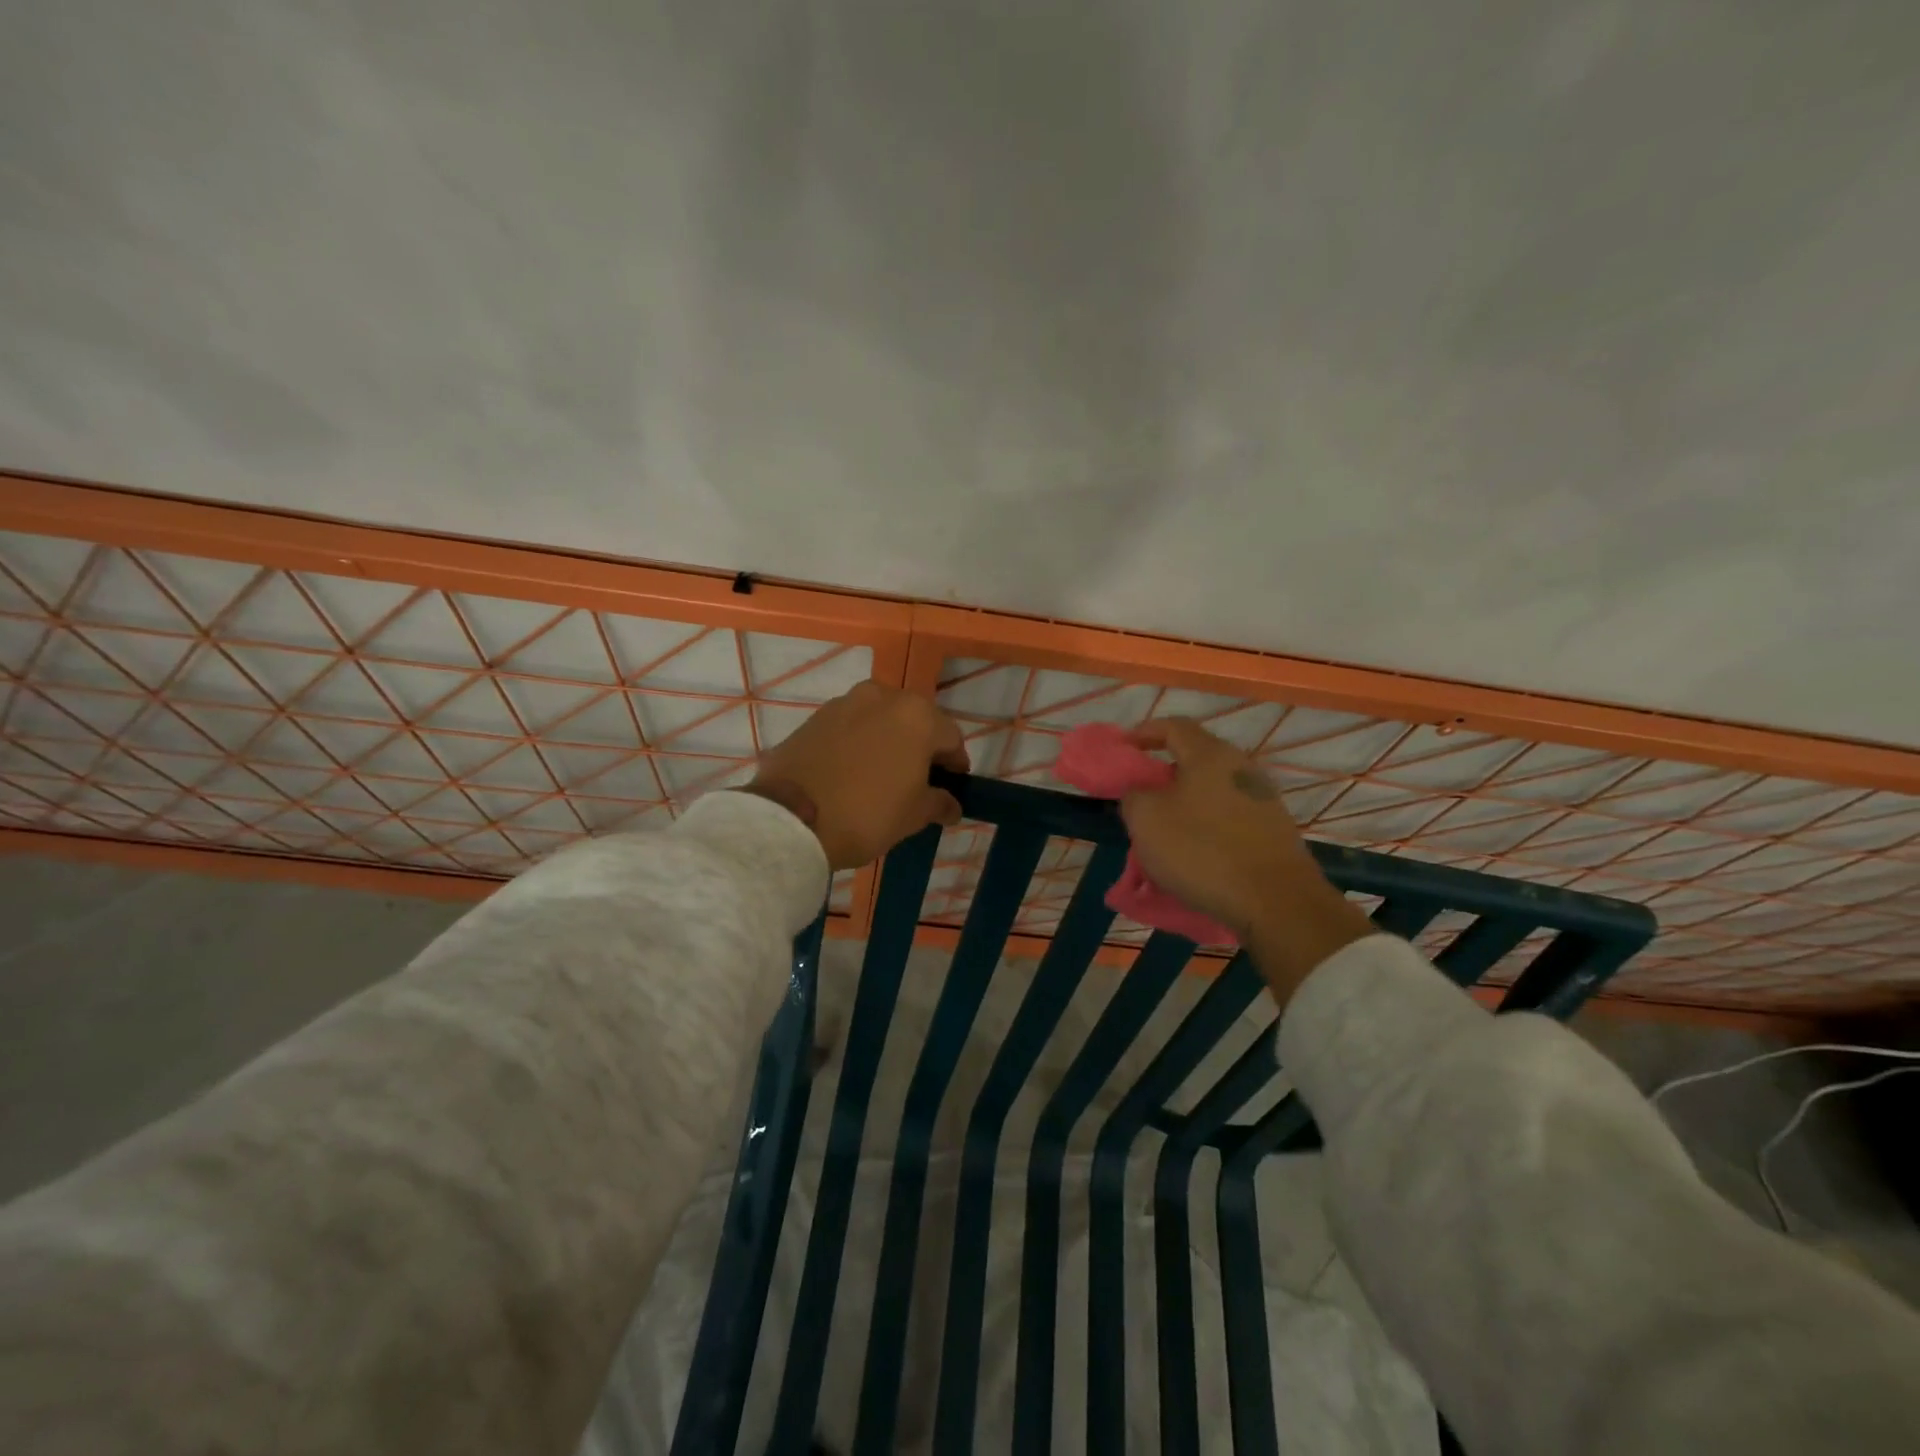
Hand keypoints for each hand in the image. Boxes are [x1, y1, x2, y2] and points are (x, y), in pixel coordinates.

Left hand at [748, 682, 969, 870]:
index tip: (951, 788)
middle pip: (915, 721)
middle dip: (921, 748)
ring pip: (881, 720)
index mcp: (917, 716)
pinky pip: (850, 727)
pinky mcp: (814, 717)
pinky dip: (858, 743)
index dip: (955, 764)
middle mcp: (883, 696)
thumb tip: (951, 804)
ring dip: (888, 741)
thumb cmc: (867, 814)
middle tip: (918, 782)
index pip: (951, 737)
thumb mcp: (914, 815)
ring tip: (881, 776)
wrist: (790, 819)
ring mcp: (845, 703)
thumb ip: (939, 803)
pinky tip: (851, 772)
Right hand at [1120, 718, 1375, 1000]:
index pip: (1174, 726)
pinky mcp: (1275, 829)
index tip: (1124, 748)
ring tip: (1167, 827)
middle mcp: (1241, 767)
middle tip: (1143, 793)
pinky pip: (1230, 815)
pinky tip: (1197, 850)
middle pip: (1196, 757)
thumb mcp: (1147, 820)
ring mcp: (1263, 798)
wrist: (1276, 901)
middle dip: (1165, 771)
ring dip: (1187, 801)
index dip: (1145, 732)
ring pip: (1213, 789)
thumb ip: (1134, 795)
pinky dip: (1208, 824)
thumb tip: (1140, 791)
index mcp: (1210, 755)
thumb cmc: (1202, 850)